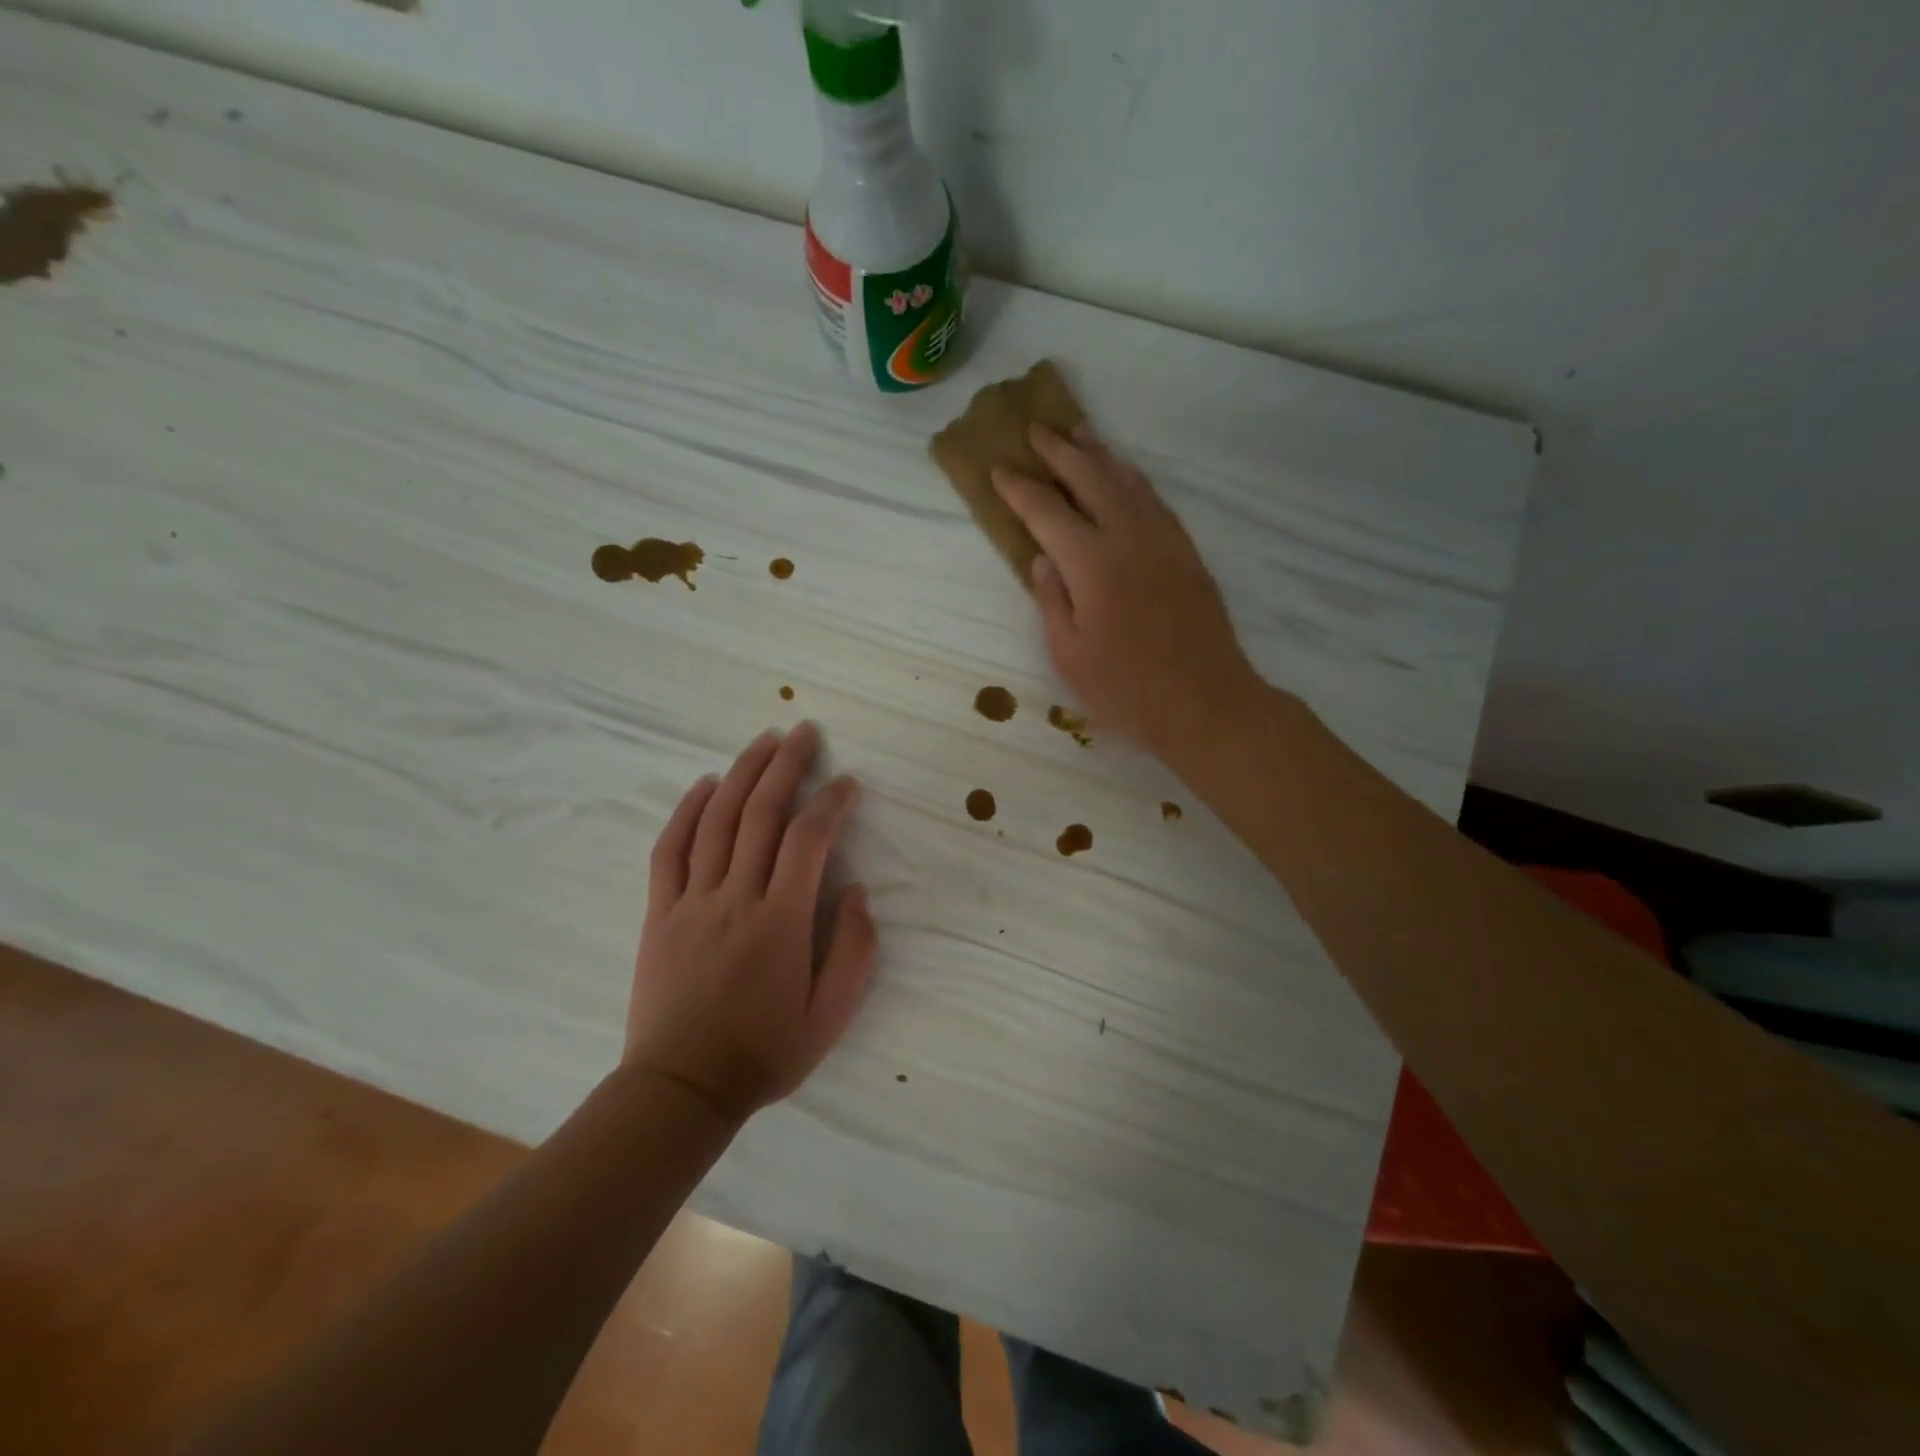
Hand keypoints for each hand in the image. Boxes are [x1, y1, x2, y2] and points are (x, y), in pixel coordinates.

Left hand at [625, 723, 877, 1124]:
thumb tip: (856, 890)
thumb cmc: (764, 1053)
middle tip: (805, 732)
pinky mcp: (660, 912)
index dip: (831, 803)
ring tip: (764, 741)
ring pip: (717, 821)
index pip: (808, 840)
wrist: (682, 1089)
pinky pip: (670, 850)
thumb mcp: (830, 1016)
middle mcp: (736, 899)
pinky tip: (705, 783)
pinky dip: (687, 810)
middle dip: (787, 766)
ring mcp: (692, 901)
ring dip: (742, 773)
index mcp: (781, 922)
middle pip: (761, 814)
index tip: (848, 783)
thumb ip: (854, 951)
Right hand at [991, 422, 1259, 753]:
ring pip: (1127, 481)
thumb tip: (1043, 559)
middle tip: (1036, 430)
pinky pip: (1155, 500)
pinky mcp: (1186, 552)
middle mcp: (1128, 537)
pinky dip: (1132, 479)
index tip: (999, 468)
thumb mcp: (1070, 655)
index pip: (1046, 512)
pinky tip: (1124, 475)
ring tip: (1079, 433)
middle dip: (1059, 452)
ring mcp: (1163, 540)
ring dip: (1099, 454)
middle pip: (1090, 478)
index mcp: (1091, 563)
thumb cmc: (1127, 689)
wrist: (1206, 702)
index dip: (1020, 488)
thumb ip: (1052, 600)